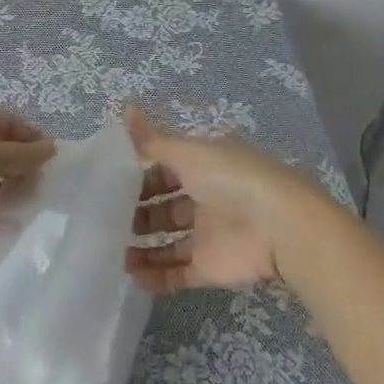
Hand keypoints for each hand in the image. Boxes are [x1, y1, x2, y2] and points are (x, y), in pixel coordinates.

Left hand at [0, 104, 55, 260]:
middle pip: (1, 155)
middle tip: (41, 193)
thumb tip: (51, 147)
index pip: (11, 124)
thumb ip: (26, 155)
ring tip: (27, 213)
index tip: (53, 165)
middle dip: (22, 172)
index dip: (34, 141)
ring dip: (7, 198)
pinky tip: (6, 232)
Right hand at [124, 104, 323, 293]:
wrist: (278, 227)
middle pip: (165, 205)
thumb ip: (152, 140)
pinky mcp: (211, 267)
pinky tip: (131, 276)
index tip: (109, 183)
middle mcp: (205, 197)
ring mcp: (208, 234)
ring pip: (168, 241)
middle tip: (104, 219)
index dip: (139, 175)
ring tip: (111, 252)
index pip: (165, 168)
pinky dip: (157, 276)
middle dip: (137, 213)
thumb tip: (126, 106)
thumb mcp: (187, 152)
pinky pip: (178, 273)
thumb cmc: (229, 178)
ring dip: (142, 247)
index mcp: (203, 165)